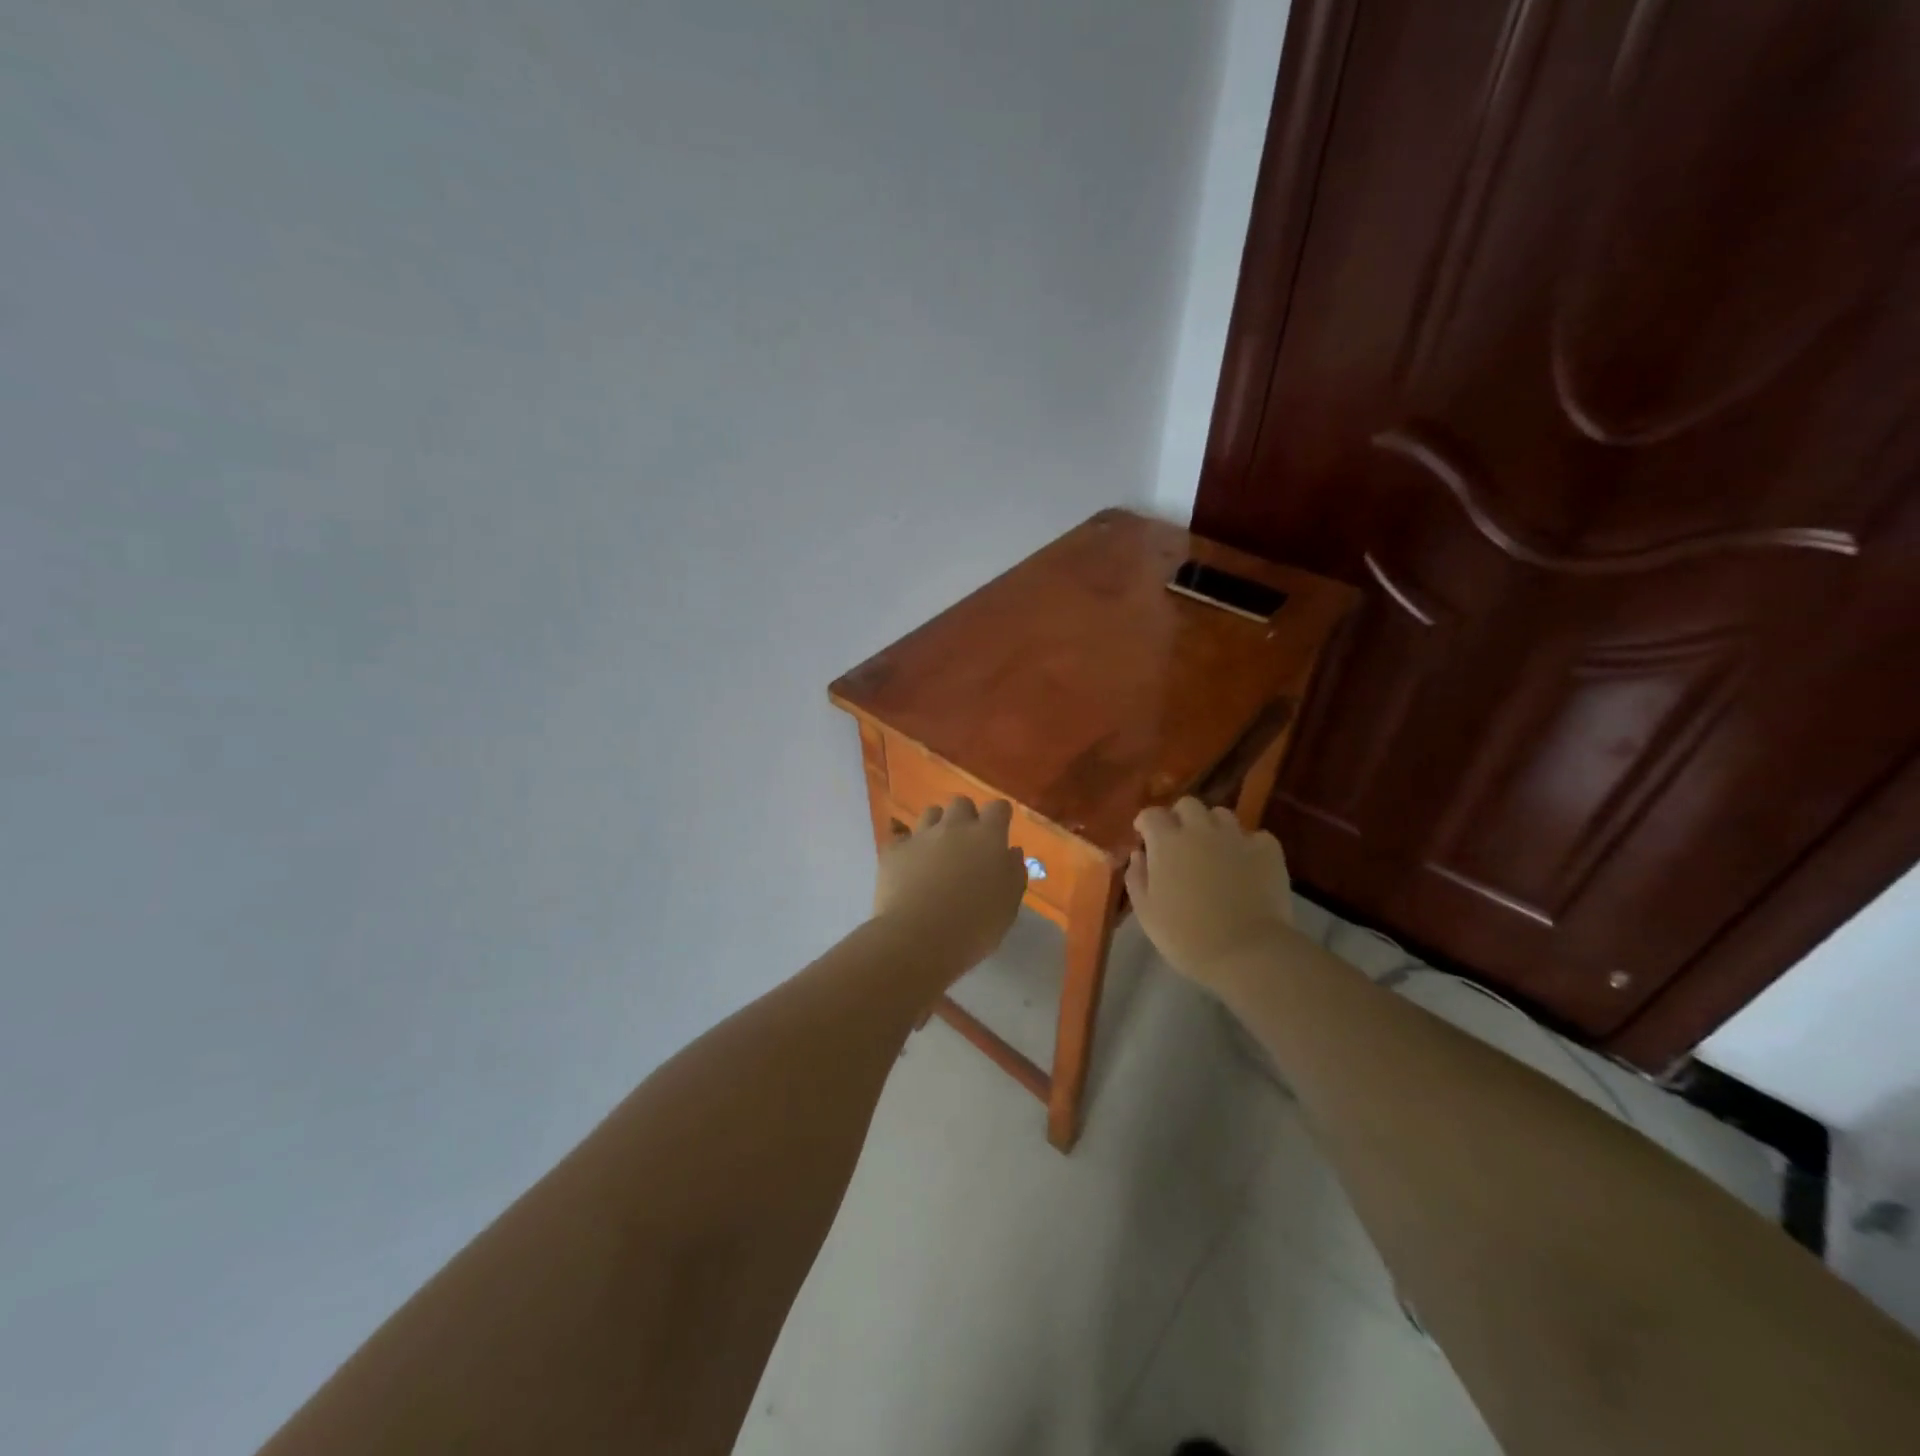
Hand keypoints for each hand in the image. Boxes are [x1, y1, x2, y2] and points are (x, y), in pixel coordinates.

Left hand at [873, 797, 1026, 974]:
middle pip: (961, 803)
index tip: (1000, 831)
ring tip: (937, 850)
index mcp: (987, 836)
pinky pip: (901, 837)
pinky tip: (909, 866)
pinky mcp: (894, 850)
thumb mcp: (1009, 905)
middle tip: (967, 843)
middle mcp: (954, 827)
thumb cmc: (974, 926)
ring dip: (937, 826)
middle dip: (966, 817)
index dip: (999, 816)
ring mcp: (921, 835)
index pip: (998, 807)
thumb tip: (1012, 852)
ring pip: (931, 813)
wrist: (919, 939)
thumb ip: (1013, 872)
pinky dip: (908, 847)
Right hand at [1126, 797, 1295, 989]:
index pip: (1151, 814)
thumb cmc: (1186, 936)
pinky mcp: (1268, 850)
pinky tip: (1246, 864)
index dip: (1146, 823)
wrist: (1247, 952)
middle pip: (1188, 804)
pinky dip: (1247, 845)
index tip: (1145, 838)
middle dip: (1180, 817)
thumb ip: (1137, 877)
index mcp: (1167, 842)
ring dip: (1213, 827)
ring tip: (1214, 850)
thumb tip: (1139, 854)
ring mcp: (1237, 837)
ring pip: (1221, 814)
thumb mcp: (1146, 912)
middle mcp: (1200, 829)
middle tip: (1179, 841)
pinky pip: (1255, 836)